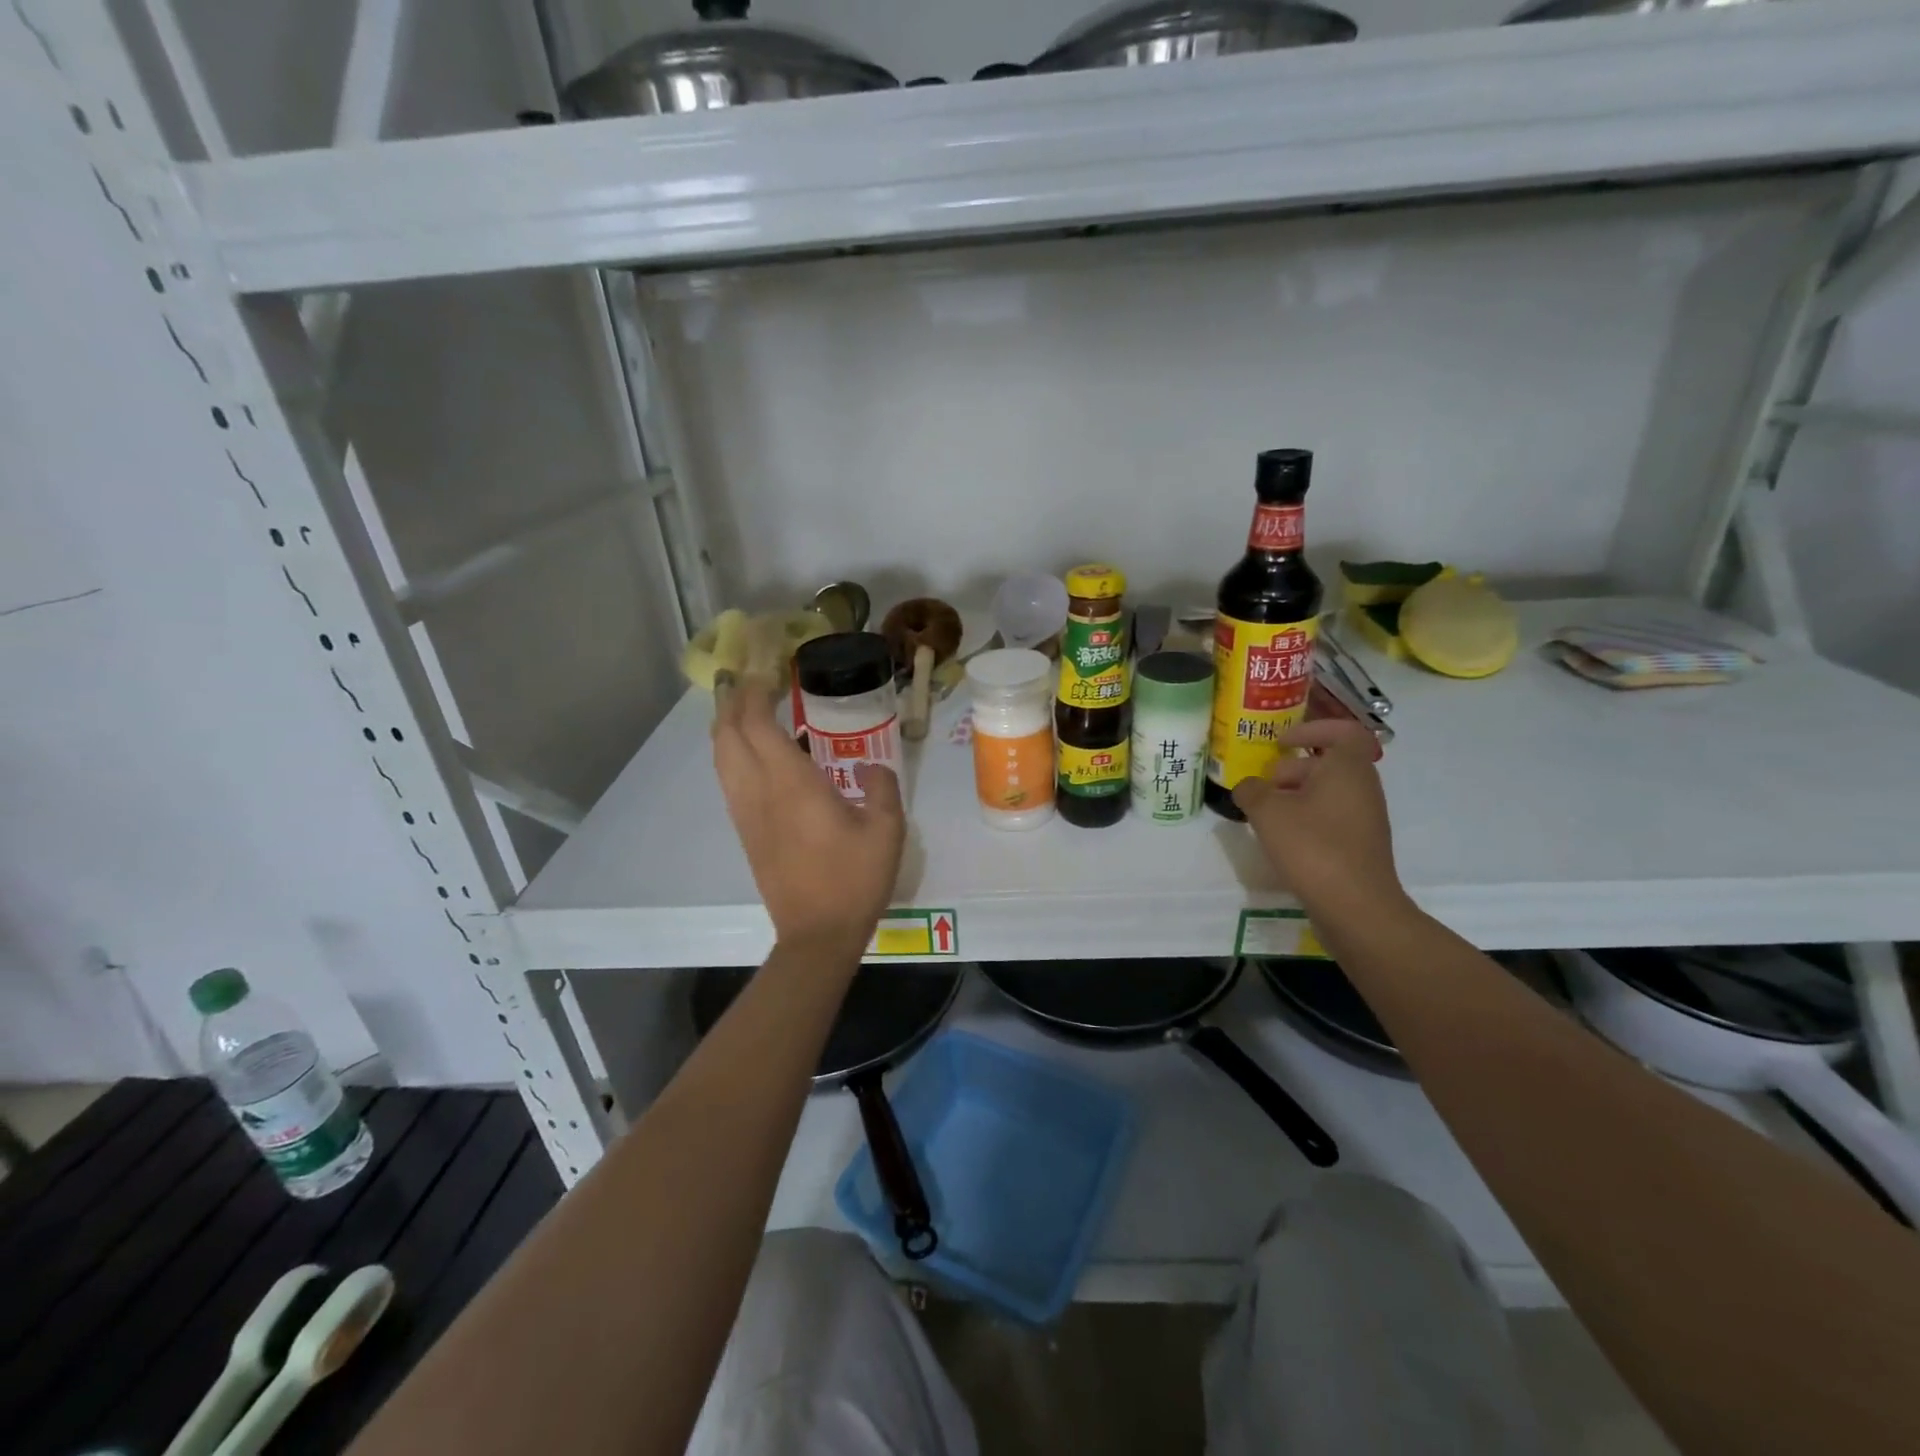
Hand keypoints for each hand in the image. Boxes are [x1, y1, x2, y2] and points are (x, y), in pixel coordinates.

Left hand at [712, 680, 905, 954]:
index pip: (757, 724)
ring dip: (727, 727)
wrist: (816, 935)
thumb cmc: (854, 880)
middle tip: (754, 682)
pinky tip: (752, 755)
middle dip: (733, 702)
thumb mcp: (887, 830)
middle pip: (727, 735)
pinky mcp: (745, 833)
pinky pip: (728, 780)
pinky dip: (731, 754)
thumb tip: (870, 767)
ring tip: (746, 709)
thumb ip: (881, 788)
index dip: (755, 693)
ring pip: (720, 758)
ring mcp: (746, 814)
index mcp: (791, 784)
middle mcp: (759, 792)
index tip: (768, 672)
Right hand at [1232, 720, 1407, 921]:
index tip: (1281, 741)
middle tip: (1264, 786)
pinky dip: (1307, 819)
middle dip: (1292, 769)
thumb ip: (1251, 791)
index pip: (1341, 731)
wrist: (1356, 907)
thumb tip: (1248, 787)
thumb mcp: (1267, 813)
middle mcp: (1363, 787)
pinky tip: (1283, 841)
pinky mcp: (1361, 845)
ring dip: (1296, 797)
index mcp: (1347, 768)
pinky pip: (1332, 818)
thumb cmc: (1313, 847)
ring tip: (1266, 816)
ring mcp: (1365, 818)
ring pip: (1328, 792)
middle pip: (1328, 763)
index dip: (1311, 729)